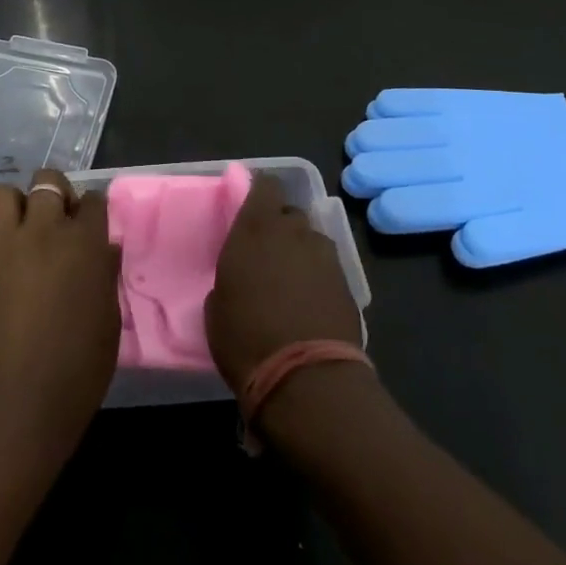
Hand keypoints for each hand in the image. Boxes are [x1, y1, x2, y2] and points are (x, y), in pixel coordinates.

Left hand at [0, 169, 120, 446]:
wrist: (23, 396)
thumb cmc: (80, 363)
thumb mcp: (109, 315)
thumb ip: (104, 272)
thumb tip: (103, 250)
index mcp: (84, 242)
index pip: (92, 200)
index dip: (91, 208)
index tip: (90, 220)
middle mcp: (43, 231)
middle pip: (46, 181)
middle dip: (54, 192)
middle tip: (55, 218)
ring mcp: (3, 244)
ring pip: (1, 194)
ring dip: (13, 206)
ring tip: (18, 229)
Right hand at [206, 172, 362, 393]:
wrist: (306, 379)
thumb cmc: (245, 338)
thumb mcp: (217, 305)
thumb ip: (232, 274)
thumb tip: (243, 277)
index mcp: (256, 228)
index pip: (266, 185)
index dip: (260, 192)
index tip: (251, 208)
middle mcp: (293, 232)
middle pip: (290, 213)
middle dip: (281, 227)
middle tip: (268, 253)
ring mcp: (325, 257)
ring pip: (312, 240)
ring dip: (302, 252)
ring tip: (292, 282)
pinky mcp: (348, 284)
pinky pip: (328, 268)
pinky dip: (319, 278)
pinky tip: (310, 303)